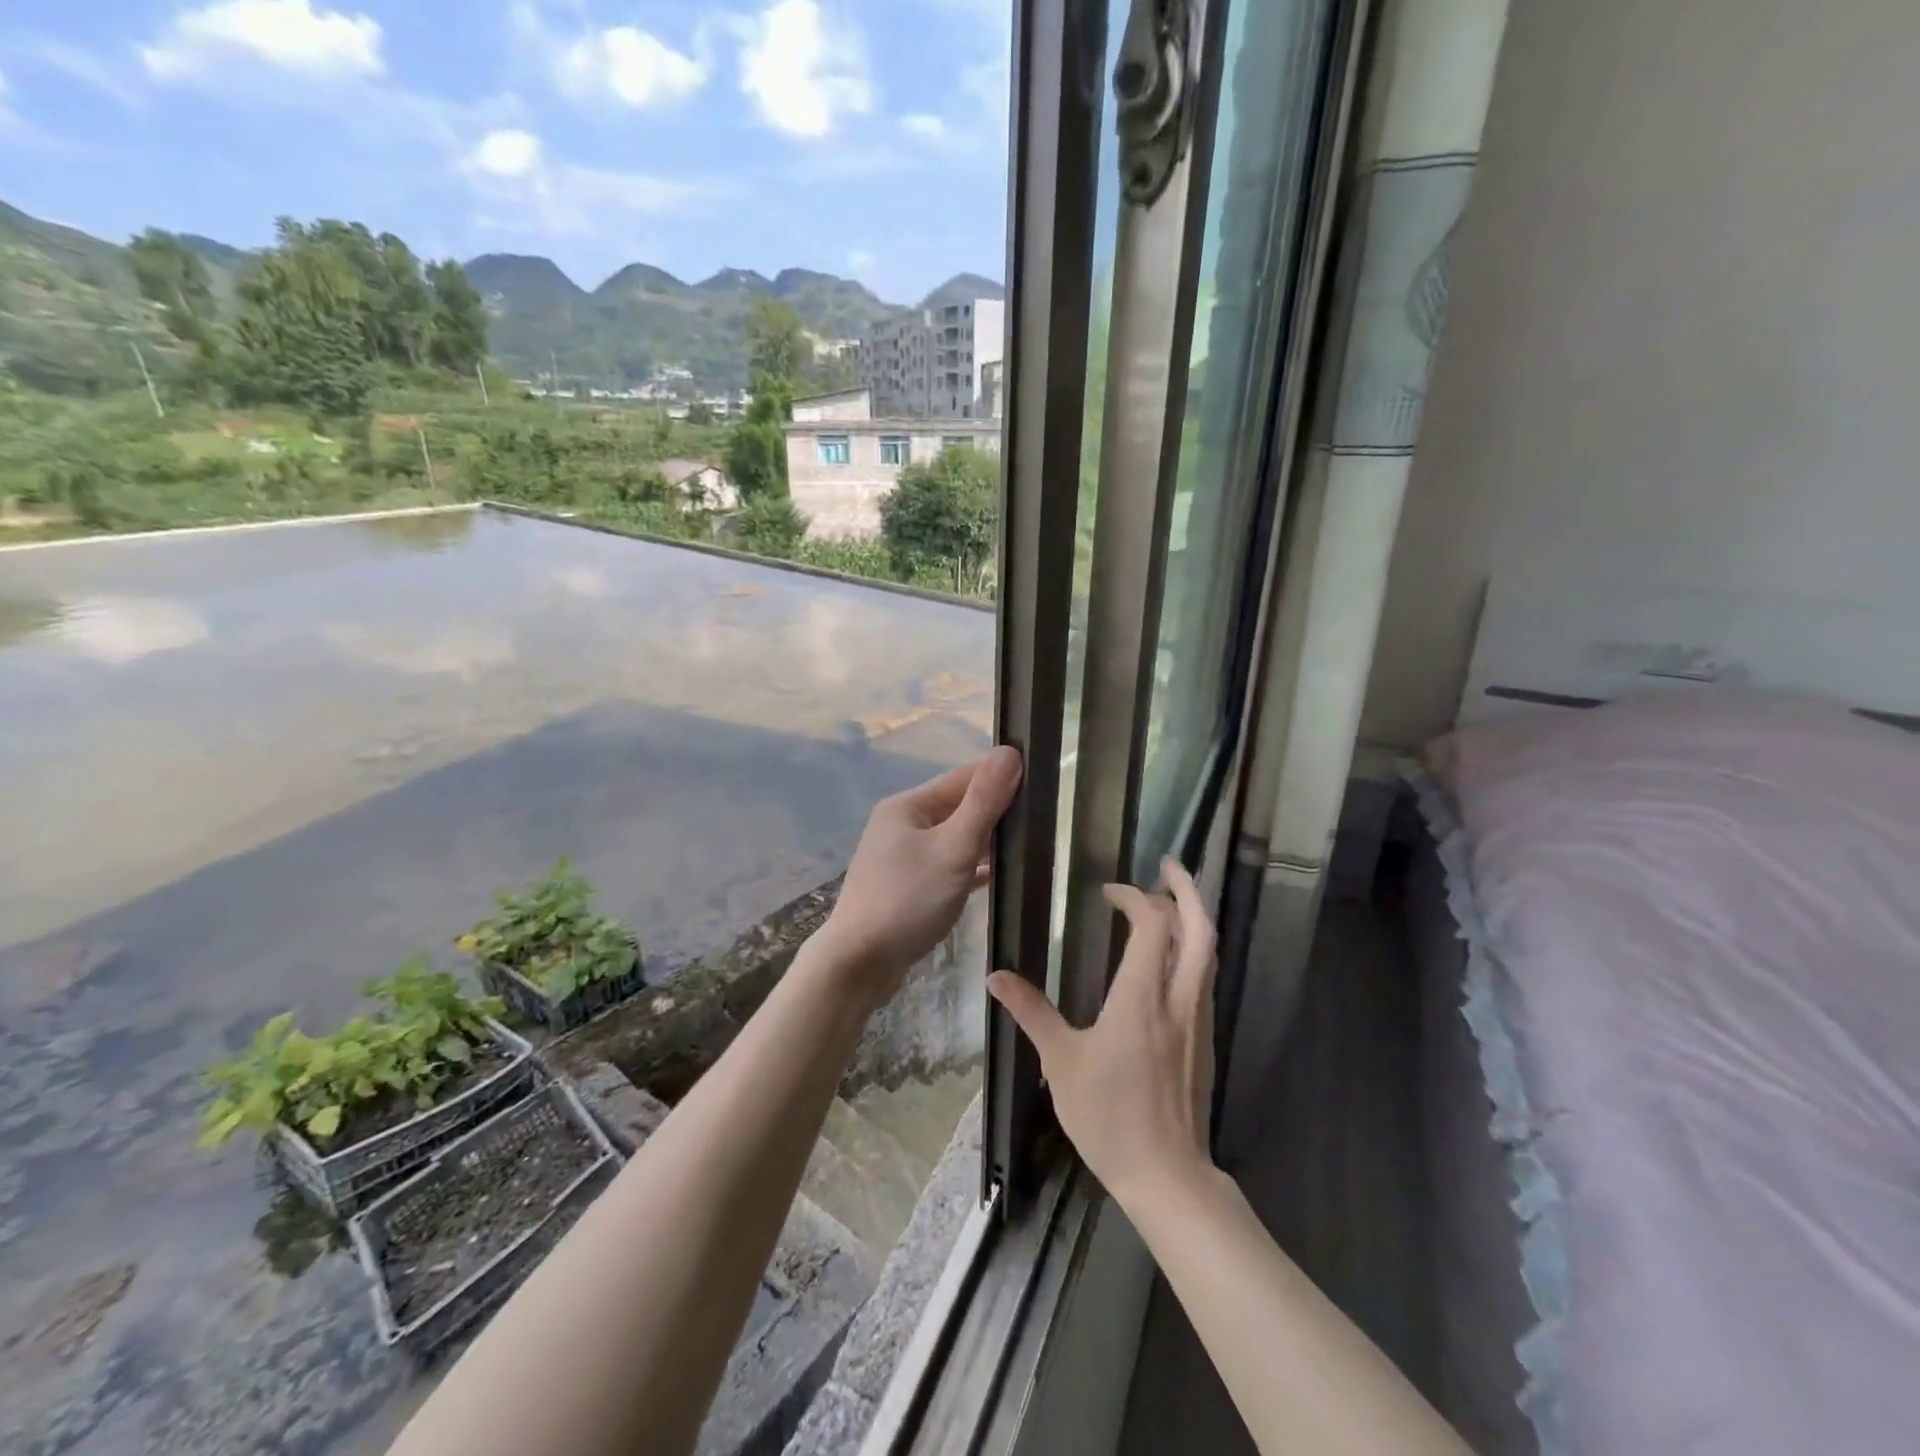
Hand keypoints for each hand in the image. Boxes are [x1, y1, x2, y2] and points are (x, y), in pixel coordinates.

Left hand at [819, 746, 1023, 1010]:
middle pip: (959, 807)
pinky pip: (948, 865)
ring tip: (1030, 842)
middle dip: (997, 810)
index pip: (964, 777)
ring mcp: (903, 857)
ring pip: (954, 838)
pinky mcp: (908, 886)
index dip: (1001, 775)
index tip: (1042, 778)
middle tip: (1044, 815)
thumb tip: (1010, 752)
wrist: (859, 964)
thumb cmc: (907, 900)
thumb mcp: (953, 848)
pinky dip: (972, 867)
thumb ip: (983, 803)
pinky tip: (1001, 875)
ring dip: (986, 840)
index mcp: (908, 806)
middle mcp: (902, 824)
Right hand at [987, 858, 1217, 1205]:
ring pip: (1209, 952)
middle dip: (1187, 890)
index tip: (1108, 892)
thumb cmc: (1109, 1116)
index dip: (1134, 897)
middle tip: (1167, 866)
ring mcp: (1197, 1018)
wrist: (1167, 1176)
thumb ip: (1031, 1012)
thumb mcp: (1060, 1061)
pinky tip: (1170, 957)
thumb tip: (995, 976)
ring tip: (1170, 900)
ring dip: (1194, 917)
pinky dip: (1193, 949)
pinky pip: (1205, 977)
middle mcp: (1179, 997)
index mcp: (1142, 996)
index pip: (1153, 924)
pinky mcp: (1203, 1038)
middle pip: (1200, 928)